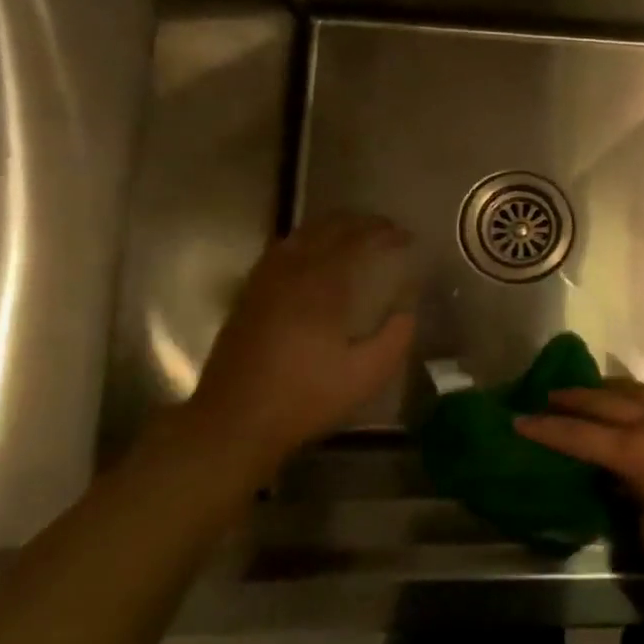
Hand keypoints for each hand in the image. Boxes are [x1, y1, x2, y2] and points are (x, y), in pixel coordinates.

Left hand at [189, 212, 416, 465]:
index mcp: (321, 287)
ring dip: (330, 228)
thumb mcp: (367, 374)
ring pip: (299, 236)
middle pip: (326, 229)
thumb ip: (395, 337)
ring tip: (354, 234)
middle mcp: (291, 273)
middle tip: (385, 229)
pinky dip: (305, 242)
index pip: (357, 241)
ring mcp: (264, 282)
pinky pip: (280, 252)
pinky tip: (313, 255)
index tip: (407, 235)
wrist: (235, 421)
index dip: (384, 233)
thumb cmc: (306, 397)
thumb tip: (408, 309)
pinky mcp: (249, 296)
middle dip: (359, 223)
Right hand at [514, 383, 643, 586]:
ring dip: (612, 391)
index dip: (548, 430)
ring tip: (596, 391)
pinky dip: (642, 401)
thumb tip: (631, 495)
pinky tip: (643, 409)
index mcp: (636, 452)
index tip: (519, 420)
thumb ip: (637, 511)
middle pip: (608, 402)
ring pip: (639, 394)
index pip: (580, 437)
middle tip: (549, 395)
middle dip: (576, 398)